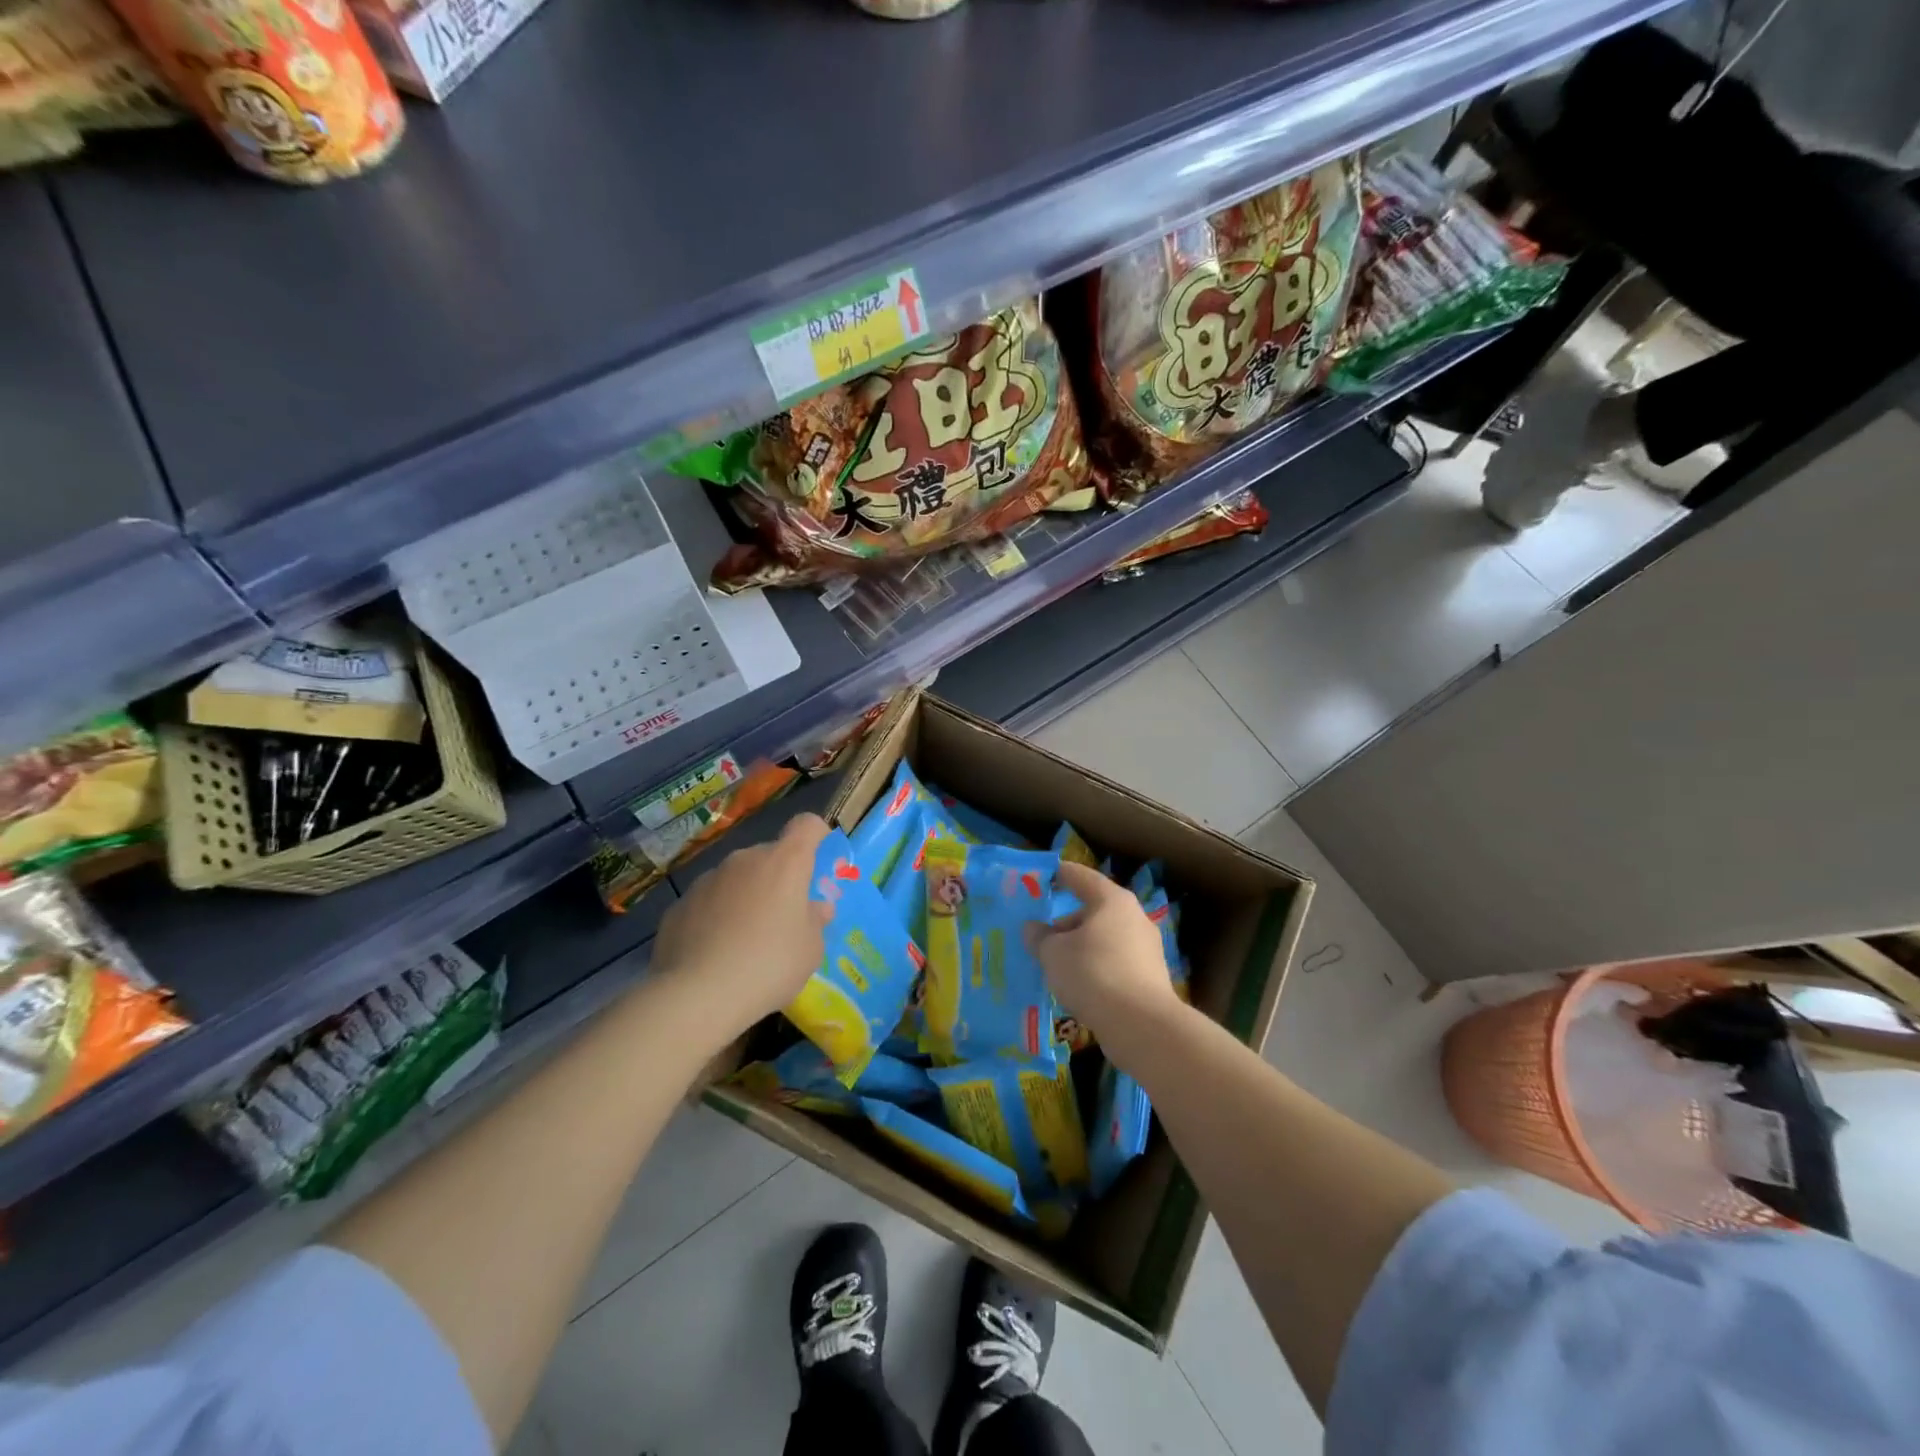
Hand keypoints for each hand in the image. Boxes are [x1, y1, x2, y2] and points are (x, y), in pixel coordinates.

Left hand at [650, 812, 832, 1044]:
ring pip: (736, 879)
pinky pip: (707, 902)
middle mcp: (745, 860)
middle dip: (778, 879)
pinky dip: (714, 917)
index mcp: (785, 863)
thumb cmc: (769, 965)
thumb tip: (815, 908)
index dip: (816, 835)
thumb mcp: (810, 950)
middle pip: (769, 856)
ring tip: (743, 940)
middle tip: (782, 917)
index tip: (819, 857)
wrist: (697, 995)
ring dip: (745, 897)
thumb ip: (815, 921)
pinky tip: (713, 952)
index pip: (806, 825)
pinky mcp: (679, 904)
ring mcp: (708, 879)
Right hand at [1027, 861, 1184, 1063]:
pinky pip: (1114, 962)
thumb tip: (1033, 928)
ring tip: (1056, 967)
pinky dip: (1095, 968)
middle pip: (1093, 910)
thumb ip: (1039, 937)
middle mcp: (1133, 916)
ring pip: (1104, 938)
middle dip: (1065, 923)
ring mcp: (1146, 947)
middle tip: (1040, 938)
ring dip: (1080, 948)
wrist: (1142, 1026)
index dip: (1057, 875)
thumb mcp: (1053, 954)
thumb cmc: (1093, 975)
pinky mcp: (1150, 976)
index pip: (1079, 876)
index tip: (1039, 878)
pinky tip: (1079, 987)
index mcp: (1111, 900)